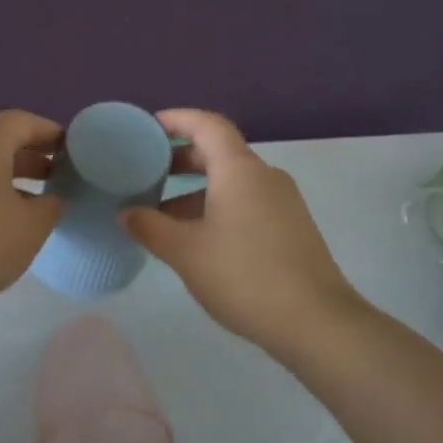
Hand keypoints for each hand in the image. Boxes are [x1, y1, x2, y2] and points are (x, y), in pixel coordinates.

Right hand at [119, 109, 365, 348]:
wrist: (317, 323)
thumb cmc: (245, 276)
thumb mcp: (185, 252)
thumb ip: (149, 227)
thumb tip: (125, 213)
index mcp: (239, 170)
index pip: (207, 124)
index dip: (176, 119)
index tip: (148, 128)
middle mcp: (264, 176)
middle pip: (218, 151)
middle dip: (180, 158)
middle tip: (146, 172)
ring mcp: (282, 202)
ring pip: (231, 181)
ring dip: (195, 190)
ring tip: (162, 214)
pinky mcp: (290, 227)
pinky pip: (246, 201)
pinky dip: (216, 207)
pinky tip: (196, 238)